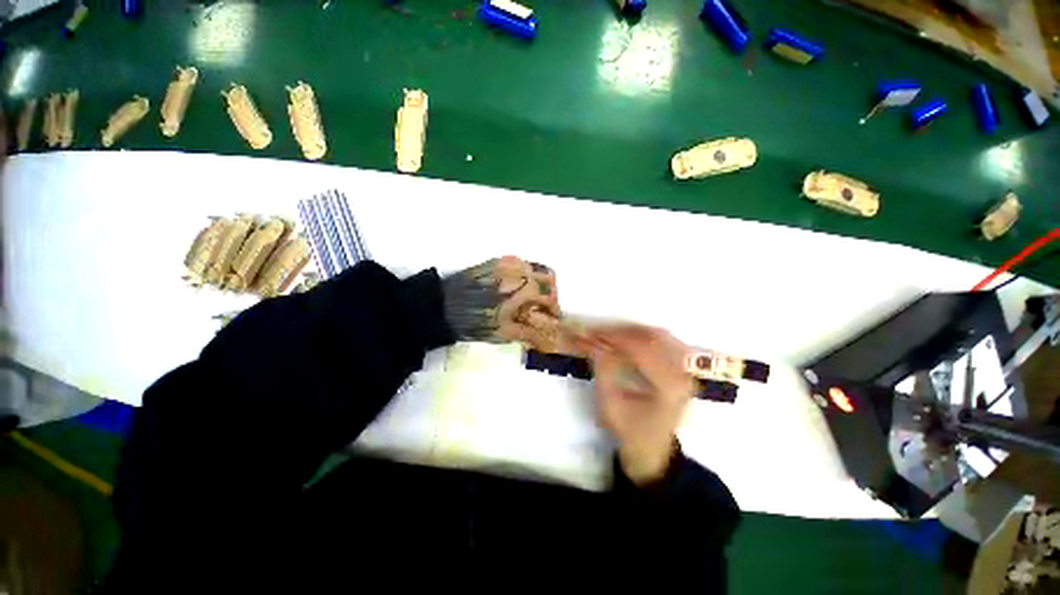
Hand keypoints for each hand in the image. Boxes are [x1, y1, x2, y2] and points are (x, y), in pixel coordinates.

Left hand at [441, 256, 561, 351]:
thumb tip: (549, 332)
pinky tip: (516, 286)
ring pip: (535, 266)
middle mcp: (520, 271)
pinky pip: (519, 262)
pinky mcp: (496, 260)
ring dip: (539, 280)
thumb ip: (531, 331)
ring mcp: (508, 262)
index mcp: (525, 289)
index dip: (554, 309)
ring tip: (531, 296)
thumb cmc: (476, 322)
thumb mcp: (505, 333)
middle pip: (548, 277)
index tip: (551, 317)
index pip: (550, 297)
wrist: (444, 306)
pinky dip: (525, 273)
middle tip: (543, 305)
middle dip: (550, 292)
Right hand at [575, 325, 695, 485]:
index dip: (615, 338)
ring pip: (658, 335)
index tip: (593, 333)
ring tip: (609, 335)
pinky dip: (642, 336)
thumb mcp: (609, 404)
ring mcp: (686, 370)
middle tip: (598, 332)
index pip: (642, 350)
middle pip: (652, 338)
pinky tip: (626, 339)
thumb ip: (603, 370)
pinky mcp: (682, 369)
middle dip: (621, 332)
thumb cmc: (629, 431)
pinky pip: (664, 341)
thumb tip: (594, 342)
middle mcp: (683, 375)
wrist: (653, 450)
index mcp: (669, 388)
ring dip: (631, 332)